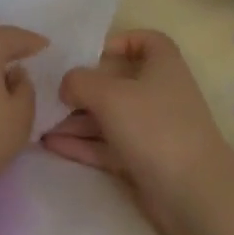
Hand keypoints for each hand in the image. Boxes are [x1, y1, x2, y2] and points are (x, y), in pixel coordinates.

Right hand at [41, 29, 233, 234]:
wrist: (193, 193)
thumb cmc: (155, 127)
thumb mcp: (110, 95)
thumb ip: (80, 81)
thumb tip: (67, 84)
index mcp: (162, 66)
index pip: (147, 41)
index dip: (120, 41)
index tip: (90, 53)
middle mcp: (158, 94)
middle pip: (117, 82)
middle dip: (83, 87)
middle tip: (49, 92)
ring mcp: (151, 130)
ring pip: (108, 117)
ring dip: (76, 119)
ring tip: (39, 122)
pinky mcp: (142, 160)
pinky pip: (106, 145)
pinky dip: (82, 144)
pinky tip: (50, 144)